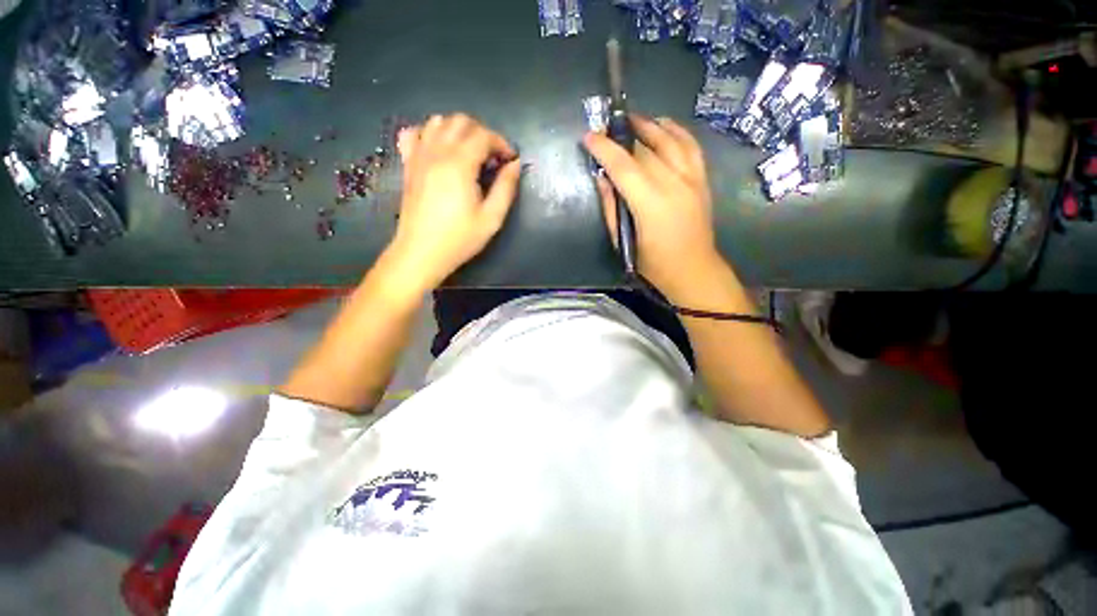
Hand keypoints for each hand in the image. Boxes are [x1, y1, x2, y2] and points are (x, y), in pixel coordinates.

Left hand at [387, 114, 520, 291]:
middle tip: (493, 157)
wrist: (421, 252)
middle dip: (483, 133)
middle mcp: (437, 152)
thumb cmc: (459, 238)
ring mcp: (418, 155)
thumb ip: (506, 188)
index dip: (502, 144)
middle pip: (461, 121)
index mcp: (460, 164)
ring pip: (438, 122)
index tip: (510, 160)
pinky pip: (415, 133)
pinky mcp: (408, 164)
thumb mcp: (492, 218)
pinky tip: (439, 150)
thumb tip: (514, 165)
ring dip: (458, 130)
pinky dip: (429, 133)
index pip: (483, 135)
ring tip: (470, 153)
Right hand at [583, 115, 725, 302]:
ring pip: (670, 140)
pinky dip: (677, 131)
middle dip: (623, 134)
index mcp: (650, 204)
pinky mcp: (702, 180)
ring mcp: (692, 179)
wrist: (693, 270)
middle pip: (645, 149)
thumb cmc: (654, 264)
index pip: (623, 166)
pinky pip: (691, 146)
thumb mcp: (624, 242)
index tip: (588, 137)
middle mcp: (673, 184)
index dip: (604, 148)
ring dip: (650, 125)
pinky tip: (665, 125)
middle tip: (607, 128)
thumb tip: (602, 179)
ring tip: (633, 119)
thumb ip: (611, 208)